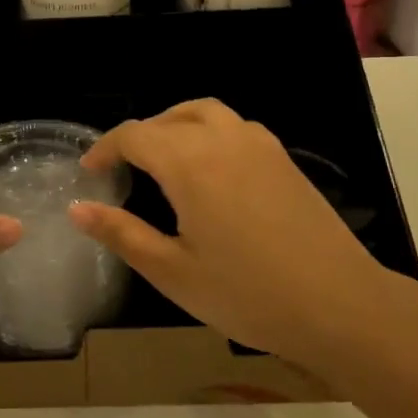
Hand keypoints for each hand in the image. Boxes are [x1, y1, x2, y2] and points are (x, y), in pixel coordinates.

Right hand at [68, 99, 399, 362]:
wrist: (340, 305)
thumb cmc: (248, 293)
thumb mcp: (173, 271)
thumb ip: (121, 233)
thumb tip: (78, 208)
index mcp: (189, 163)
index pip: (134, 135)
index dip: (106, 148)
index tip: (91, 172)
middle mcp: (222, 139)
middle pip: (167, 118)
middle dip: (138, 137)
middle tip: (122, 170)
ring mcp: (258, 145)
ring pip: (204, 112)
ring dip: (174, 124)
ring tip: (162, 157)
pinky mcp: (283, 158)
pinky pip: (234, 125)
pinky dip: (207, 131)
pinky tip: (210, 169)